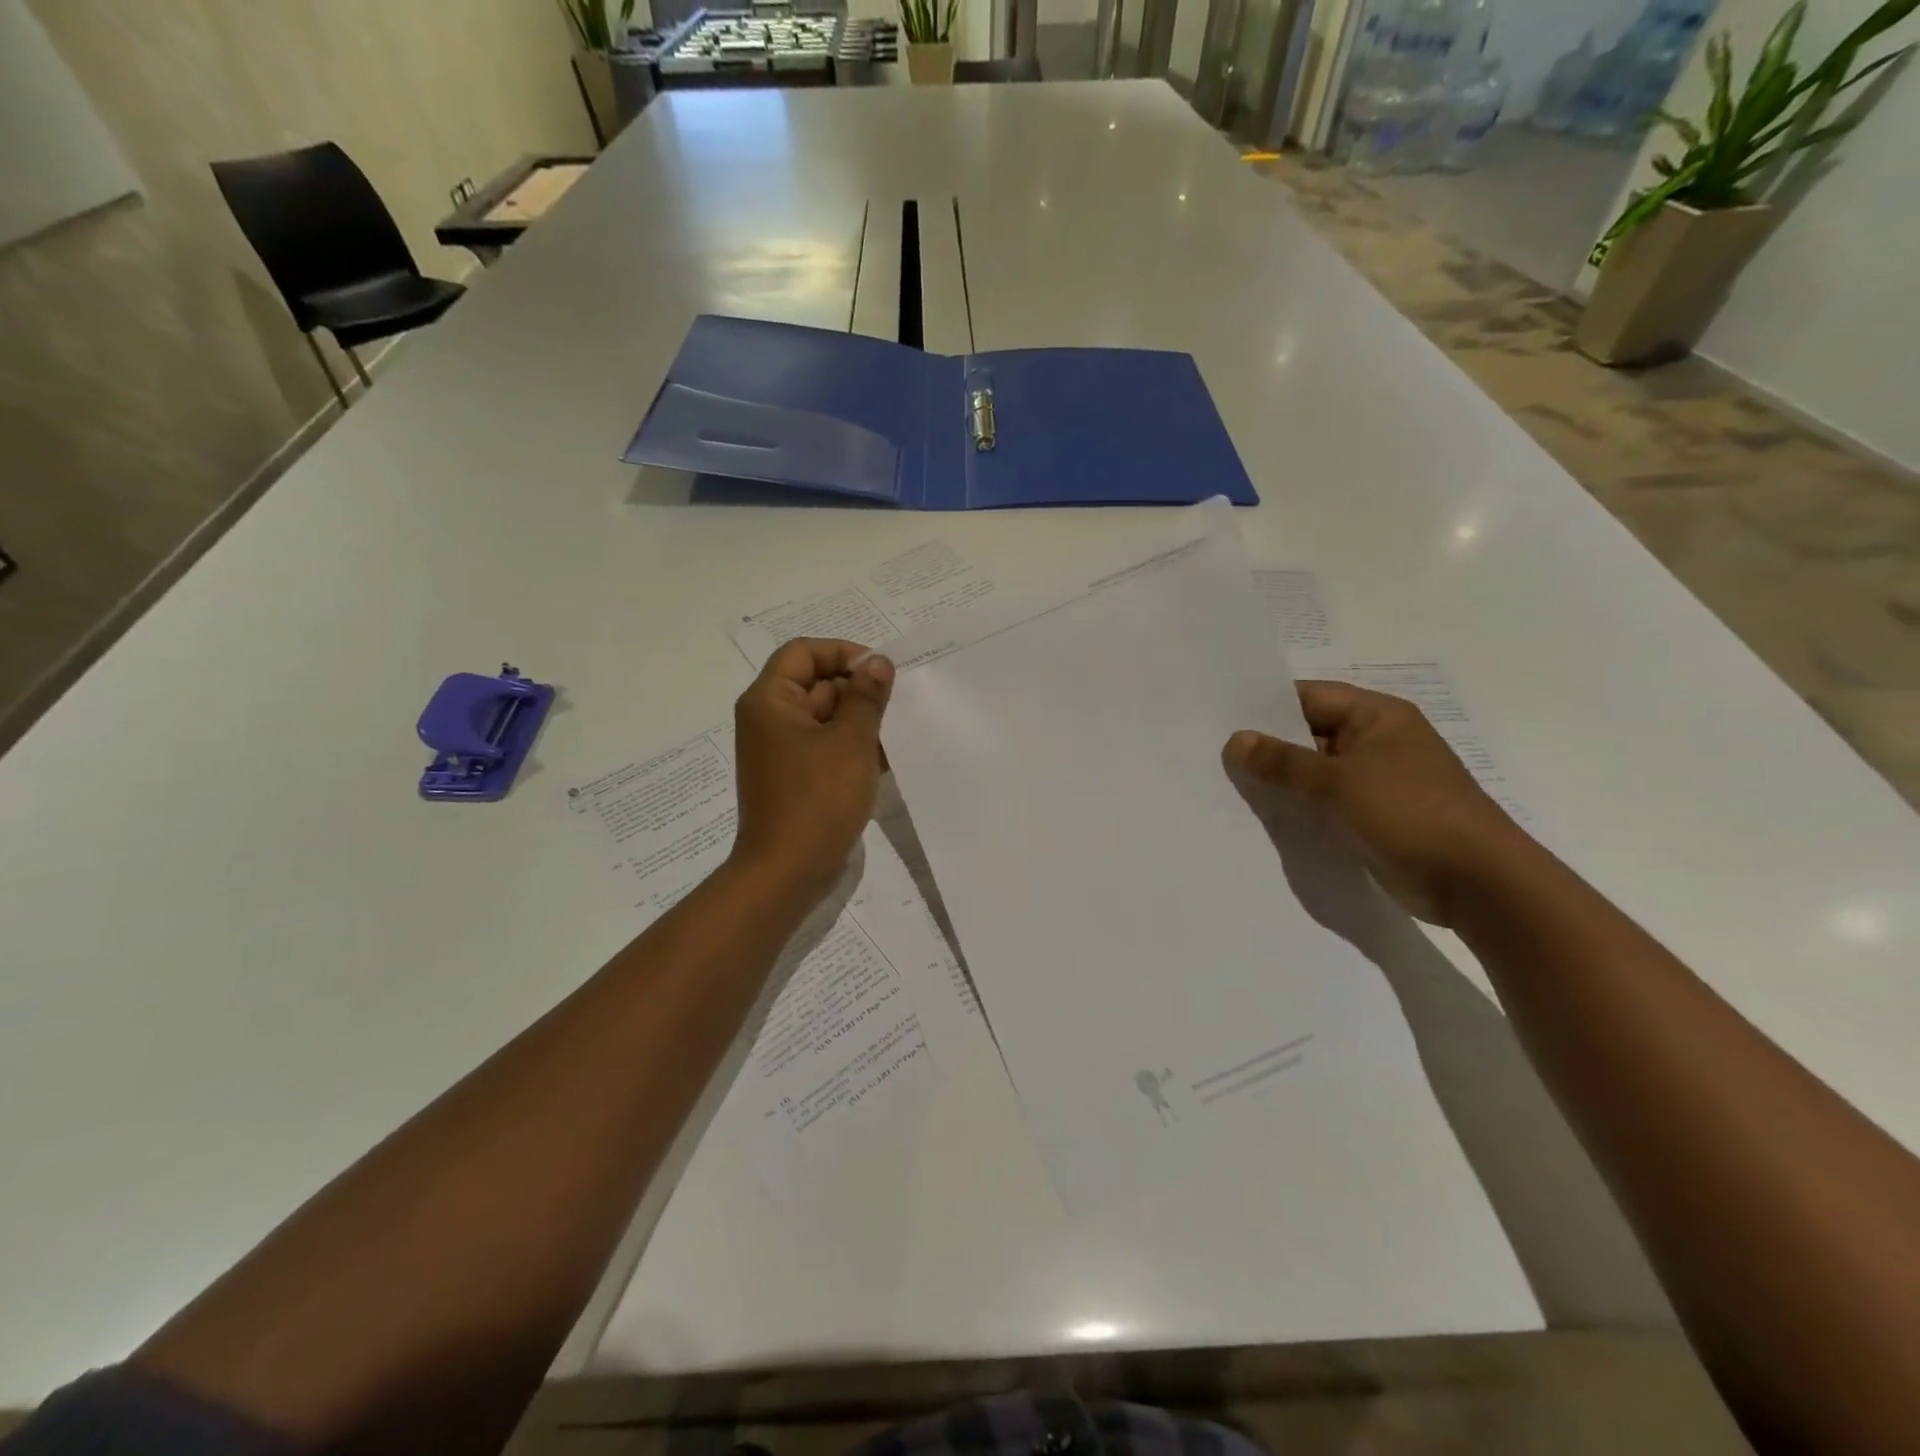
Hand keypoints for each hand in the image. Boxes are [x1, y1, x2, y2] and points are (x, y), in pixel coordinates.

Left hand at [729, 638, 893, 901]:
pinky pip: (824, 749)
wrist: (786, 872)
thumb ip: (866, 697)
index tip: (881, 673)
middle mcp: (769, 720)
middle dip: (858, 691)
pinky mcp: (794, 779)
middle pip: (816, 684)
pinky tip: (885, 761)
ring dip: (859, 722)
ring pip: (825, 718)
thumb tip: (877, 663)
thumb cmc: (817, 799)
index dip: (843, 654)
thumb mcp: (851, 741)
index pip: (804, 652)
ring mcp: (781, 752)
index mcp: (770, 701)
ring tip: (896, 735)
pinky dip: (851, 749)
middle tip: (896, 707)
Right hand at [1222, 680, 1534, 925]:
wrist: (1476, 883)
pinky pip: (1322, 803)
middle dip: (1265, 747)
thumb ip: (1283, 762)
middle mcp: (1374, 742)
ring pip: (1312, 772)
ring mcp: (1373, 781)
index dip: (1264, 706)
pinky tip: (1259, 816)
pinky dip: (1296, 807)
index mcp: (1376, 716)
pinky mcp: (1370, 816)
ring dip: (1278, 781)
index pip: (1308, 697)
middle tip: (1212, 755)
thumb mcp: (1339, 782)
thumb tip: (1234, 741)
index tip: (1219, 719)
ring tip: (1224, 785)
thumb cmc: (1411, 813)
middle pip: (1307, 734)